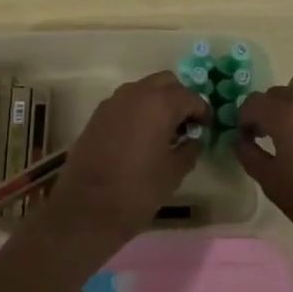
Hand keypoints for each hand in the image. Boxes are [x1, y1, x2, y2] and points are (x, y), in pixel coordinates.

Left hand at [46, 72, 208, 249]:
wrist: (86, 209)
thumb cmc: (137, 192)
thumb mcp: (173, 173)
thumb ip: (190, 149)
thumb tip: (195, 138)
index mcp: (160, 104)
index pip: (190, 96)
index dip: (202, 111)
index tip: (206, 128)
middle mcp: (137, 93)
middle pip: (167, 82)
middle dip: (180, 98)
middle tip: (186, 124)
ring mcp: (114, 101)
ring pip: (145, 88)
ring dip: (158, 101)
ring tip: (164, 131)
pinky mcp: (99, 113)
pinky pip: (127, 100)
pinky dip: (140, 108)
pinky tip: (141, 135)